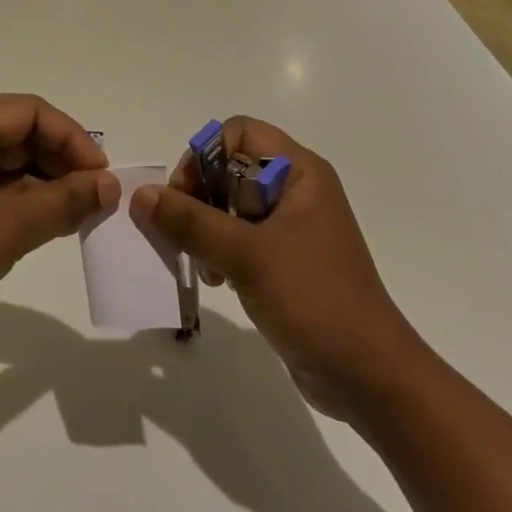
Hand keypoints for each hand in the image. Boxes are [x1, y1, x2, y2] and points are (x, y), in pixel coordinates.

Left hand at [0, 95, 117, 360]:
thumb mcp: (9, 227)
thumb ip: (65, 201)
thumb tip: (111, 185)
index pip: (30, 112)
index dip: (72, 138)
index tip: (102, 175)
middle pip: (22, 135)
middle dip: (62, 163)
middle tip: (97, 197)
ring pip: (12, 164)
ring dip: (47, 185)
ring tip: (82, 213)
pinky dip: (25, 203)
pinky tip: (52, 224)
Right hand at [130, 117, 420, 422]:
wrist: (370, 378)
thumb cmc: (314, 300)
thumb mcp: (247, 256)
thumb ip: (191, 222)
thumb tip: (141, 195)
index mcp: (299, 172)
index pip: (238, 133)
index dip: (205, 156)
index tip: (186, 196)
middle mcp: (297, 190)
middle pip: (230, 167)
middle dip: (201, 197)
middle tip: (185, 233)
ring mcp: (293, 226)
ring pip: (232, 204)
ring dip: (207, 228)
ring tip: (202, 264)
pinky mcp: (287, 259)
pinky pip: (241, 236)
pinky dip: (221, 250)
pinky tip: (217, 280)